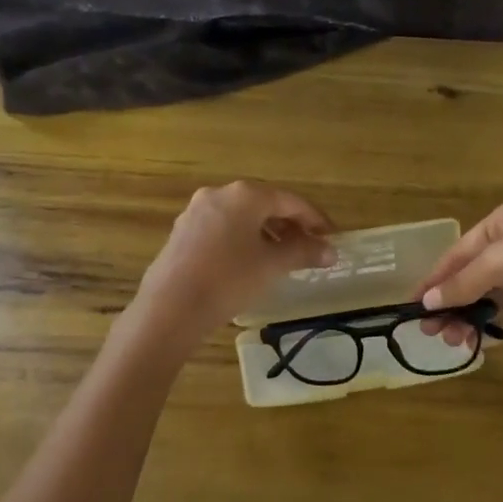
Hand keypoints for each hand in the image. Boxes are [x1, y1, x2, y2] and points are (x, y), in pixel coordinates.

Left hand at [127, 181, 335, 349]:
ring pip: (241, 218)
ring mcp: (195, 212)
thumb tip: (330, 251)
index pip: (290, 201)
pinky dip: (242, 241)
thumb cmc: (229, 279)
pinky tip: (249, 263)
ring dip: (266, 234)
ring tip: (282, 258)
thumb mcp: (272, 265)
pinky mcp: (182, 233)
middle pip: (264, 205)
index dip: (315, 220)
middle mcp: (219, 194)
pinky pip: (222, 230)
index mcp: (245, 195)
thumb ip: (303, 252)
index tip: (331, 238)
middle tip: (308, 249)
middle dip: (289, 226)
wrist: (171, 307)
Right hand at [416, 197, 502, 342]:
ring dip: (477, 316)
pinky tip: (487, 341)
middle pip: (480, 274)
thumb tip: (428, 302)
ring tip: (457, 341)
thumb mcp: (501, 259)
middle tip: (434, 332)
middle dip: (456, 302)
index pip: (462, 250)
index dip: (437, 277)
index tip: (414, 304)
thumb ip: (463, 282)